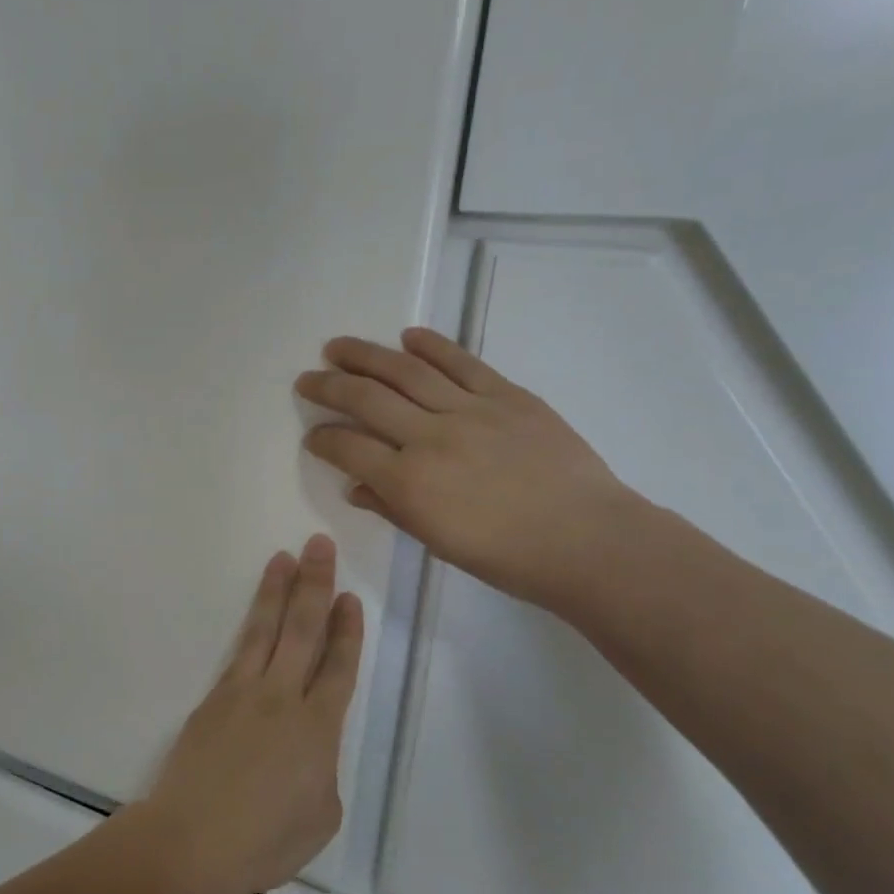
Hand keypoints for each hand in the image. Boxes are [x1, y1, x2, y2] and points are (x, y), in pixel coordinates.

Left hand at [129, 536, 363, 893]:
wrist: (192, 839)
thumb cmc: (264, 840)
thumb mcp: (320, 818)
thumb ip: (321, 772)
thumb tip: (307, 752)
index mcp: (317, 729)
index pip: (338, 667)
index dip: (347, 631)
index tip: (350, 597)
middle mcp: (282, 698)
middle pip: (303, 630)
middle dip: (315, 585)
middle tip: (319, 545)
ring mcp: (242, 693)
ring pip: (265, 629)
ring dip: (277, 590)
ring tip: (284, 557)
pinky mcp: (213, 699)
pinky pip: (238, 652)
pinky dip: (250, 626)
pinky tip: (255, 613)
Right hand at [296, 328, 639, 609]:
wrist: (587, 540)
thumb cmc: (507, 557)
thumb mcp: (437, 542)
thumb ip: (392, 508)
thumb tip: (356, 486)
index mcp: (409, 482)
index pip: (348, 448)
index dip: (322, 439)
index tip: (312, 435)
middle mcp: (430, 437)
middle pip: (366, 399)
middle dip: (328, 387)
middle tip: (306, 379)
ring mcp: (470, 410)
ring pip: (406, 371)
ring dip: (365, 355)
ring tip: (339, 346)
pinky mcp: (507, 395)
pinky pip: (462, 363)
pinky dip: (432, 346)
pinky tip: (408, 336)